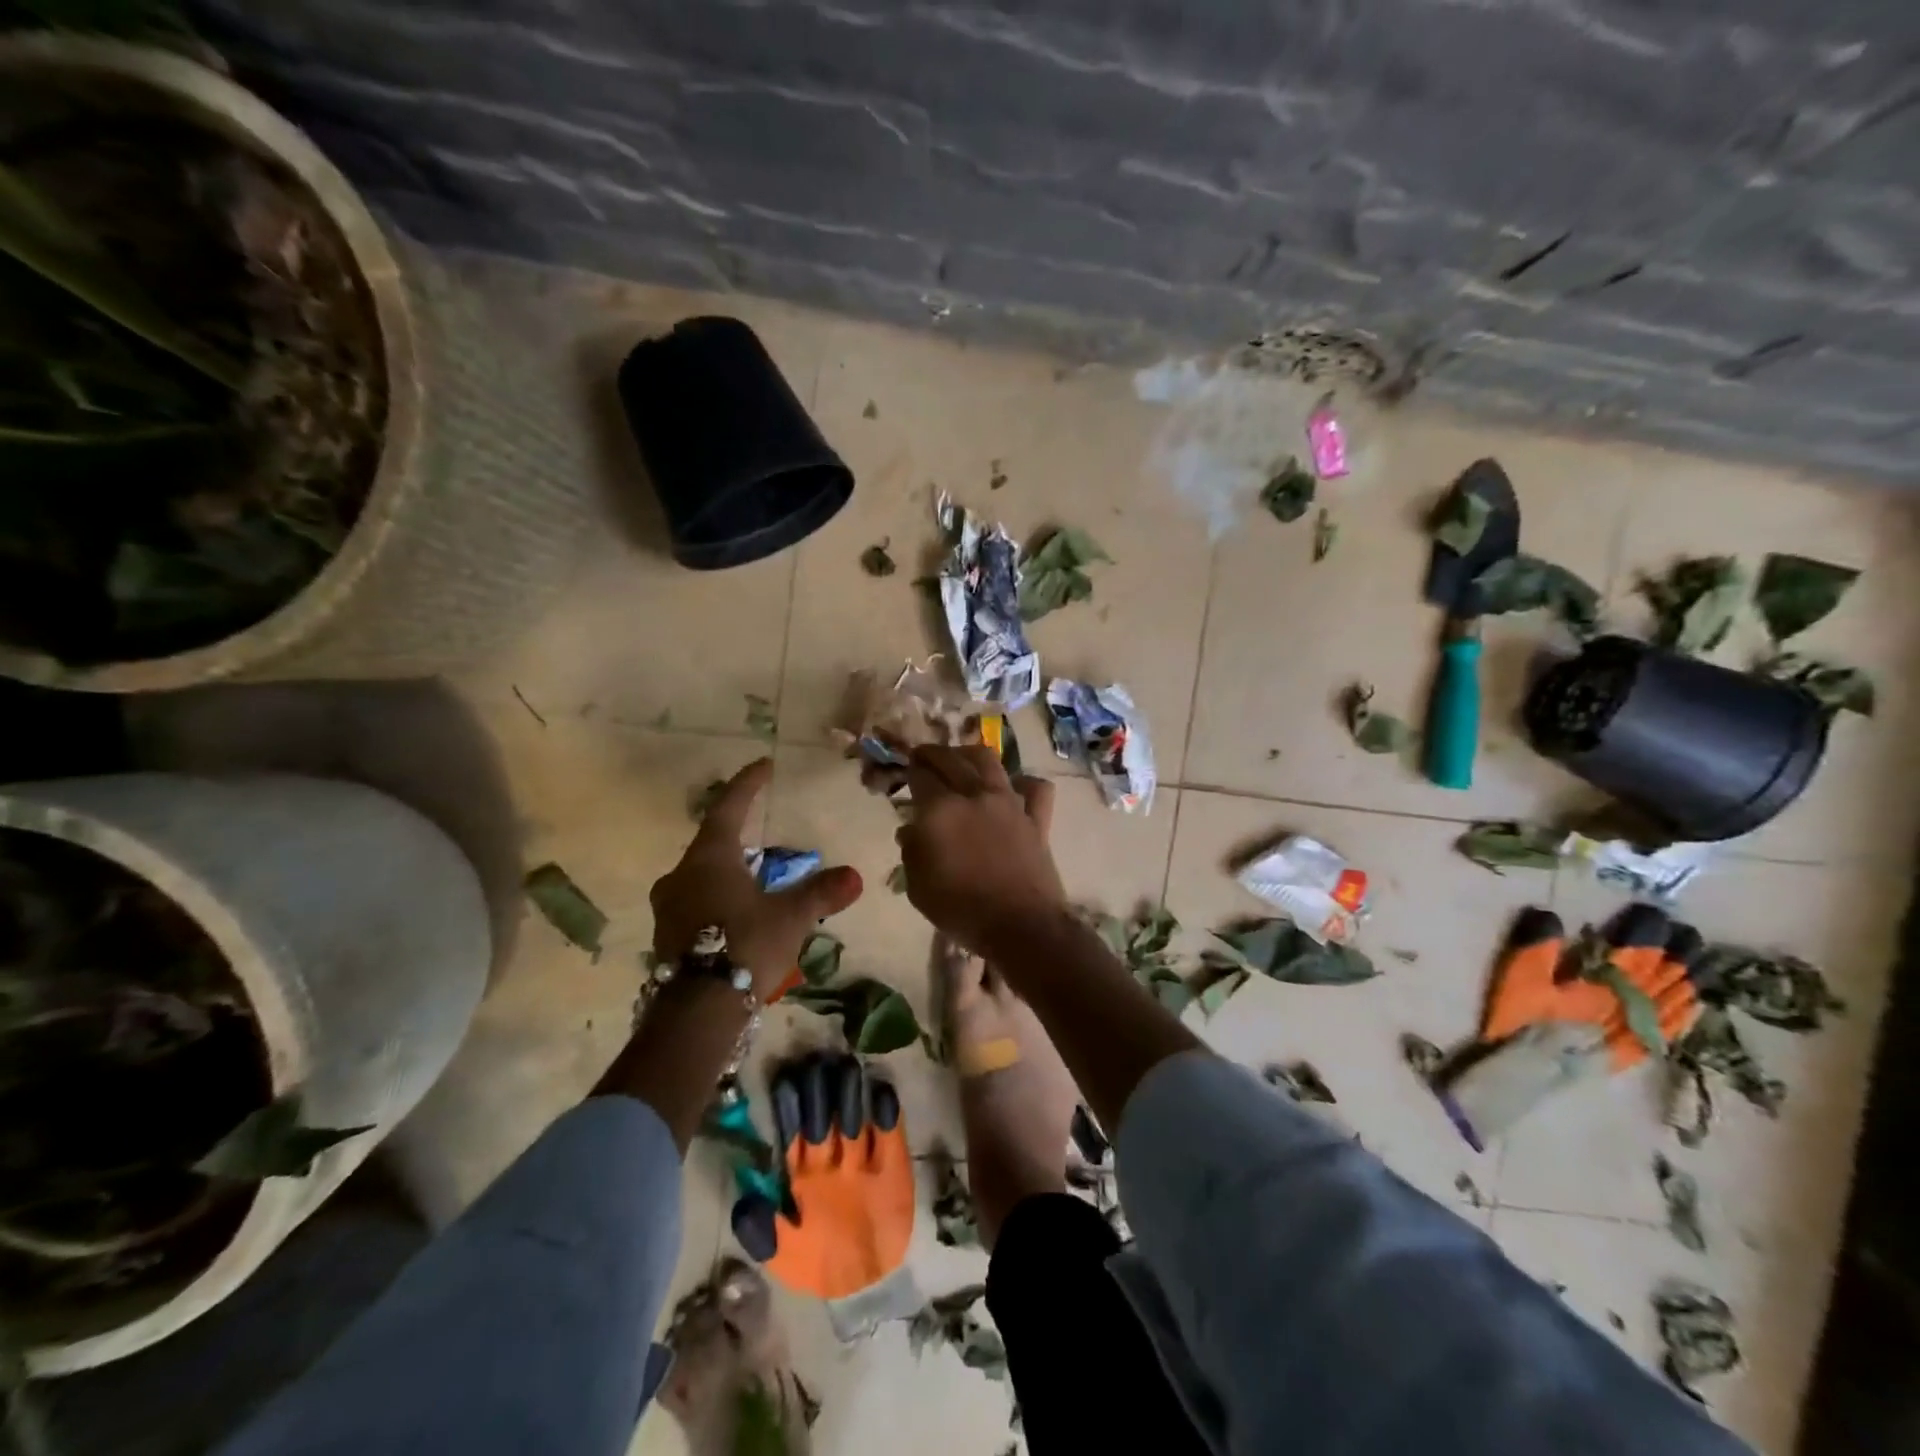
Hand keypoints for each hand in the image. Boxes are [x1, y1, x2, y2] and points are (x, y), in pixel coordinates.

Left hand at [650, 759, 862, 998]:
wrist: (697, 1010)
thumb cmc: (745, 944)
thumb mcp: (790, 917)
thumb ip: (820, 893)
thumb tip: (854, 876)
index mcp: (710, 858)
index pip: (728, 807)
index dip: (748, 784)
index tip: (764, 765)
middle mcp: (682, 875)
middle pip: (711, 842)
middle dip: (737, 833)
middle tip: (760, 828)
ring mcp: (669, 906)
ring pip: (701, 875)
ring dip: (727, 870)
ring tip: (754, 876)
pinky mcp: (667, 935)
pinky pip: (695, 903)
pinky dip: (717, 898)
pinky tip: (737, 914)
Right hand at [896, 745, 1063, 956]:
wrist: (1021, 926)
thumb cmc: (961, 910)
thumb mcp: (918, 887)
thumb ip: (912, 852)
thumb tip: (911, 831)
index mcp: (940, 810)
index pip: (920, 775)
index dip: (909, 770)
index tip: (905, 771)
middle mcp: (974, 795)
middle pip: (951, 759)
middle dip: (932, 753)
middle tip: (923, 757)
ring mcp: (1009, 803)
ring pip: (989, 761)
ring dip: (969, 754)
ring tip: (961, 759)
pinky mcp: (1036, 818)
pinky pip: (1035, 788)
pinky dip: (1023, 783)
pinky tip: (1013, 789)